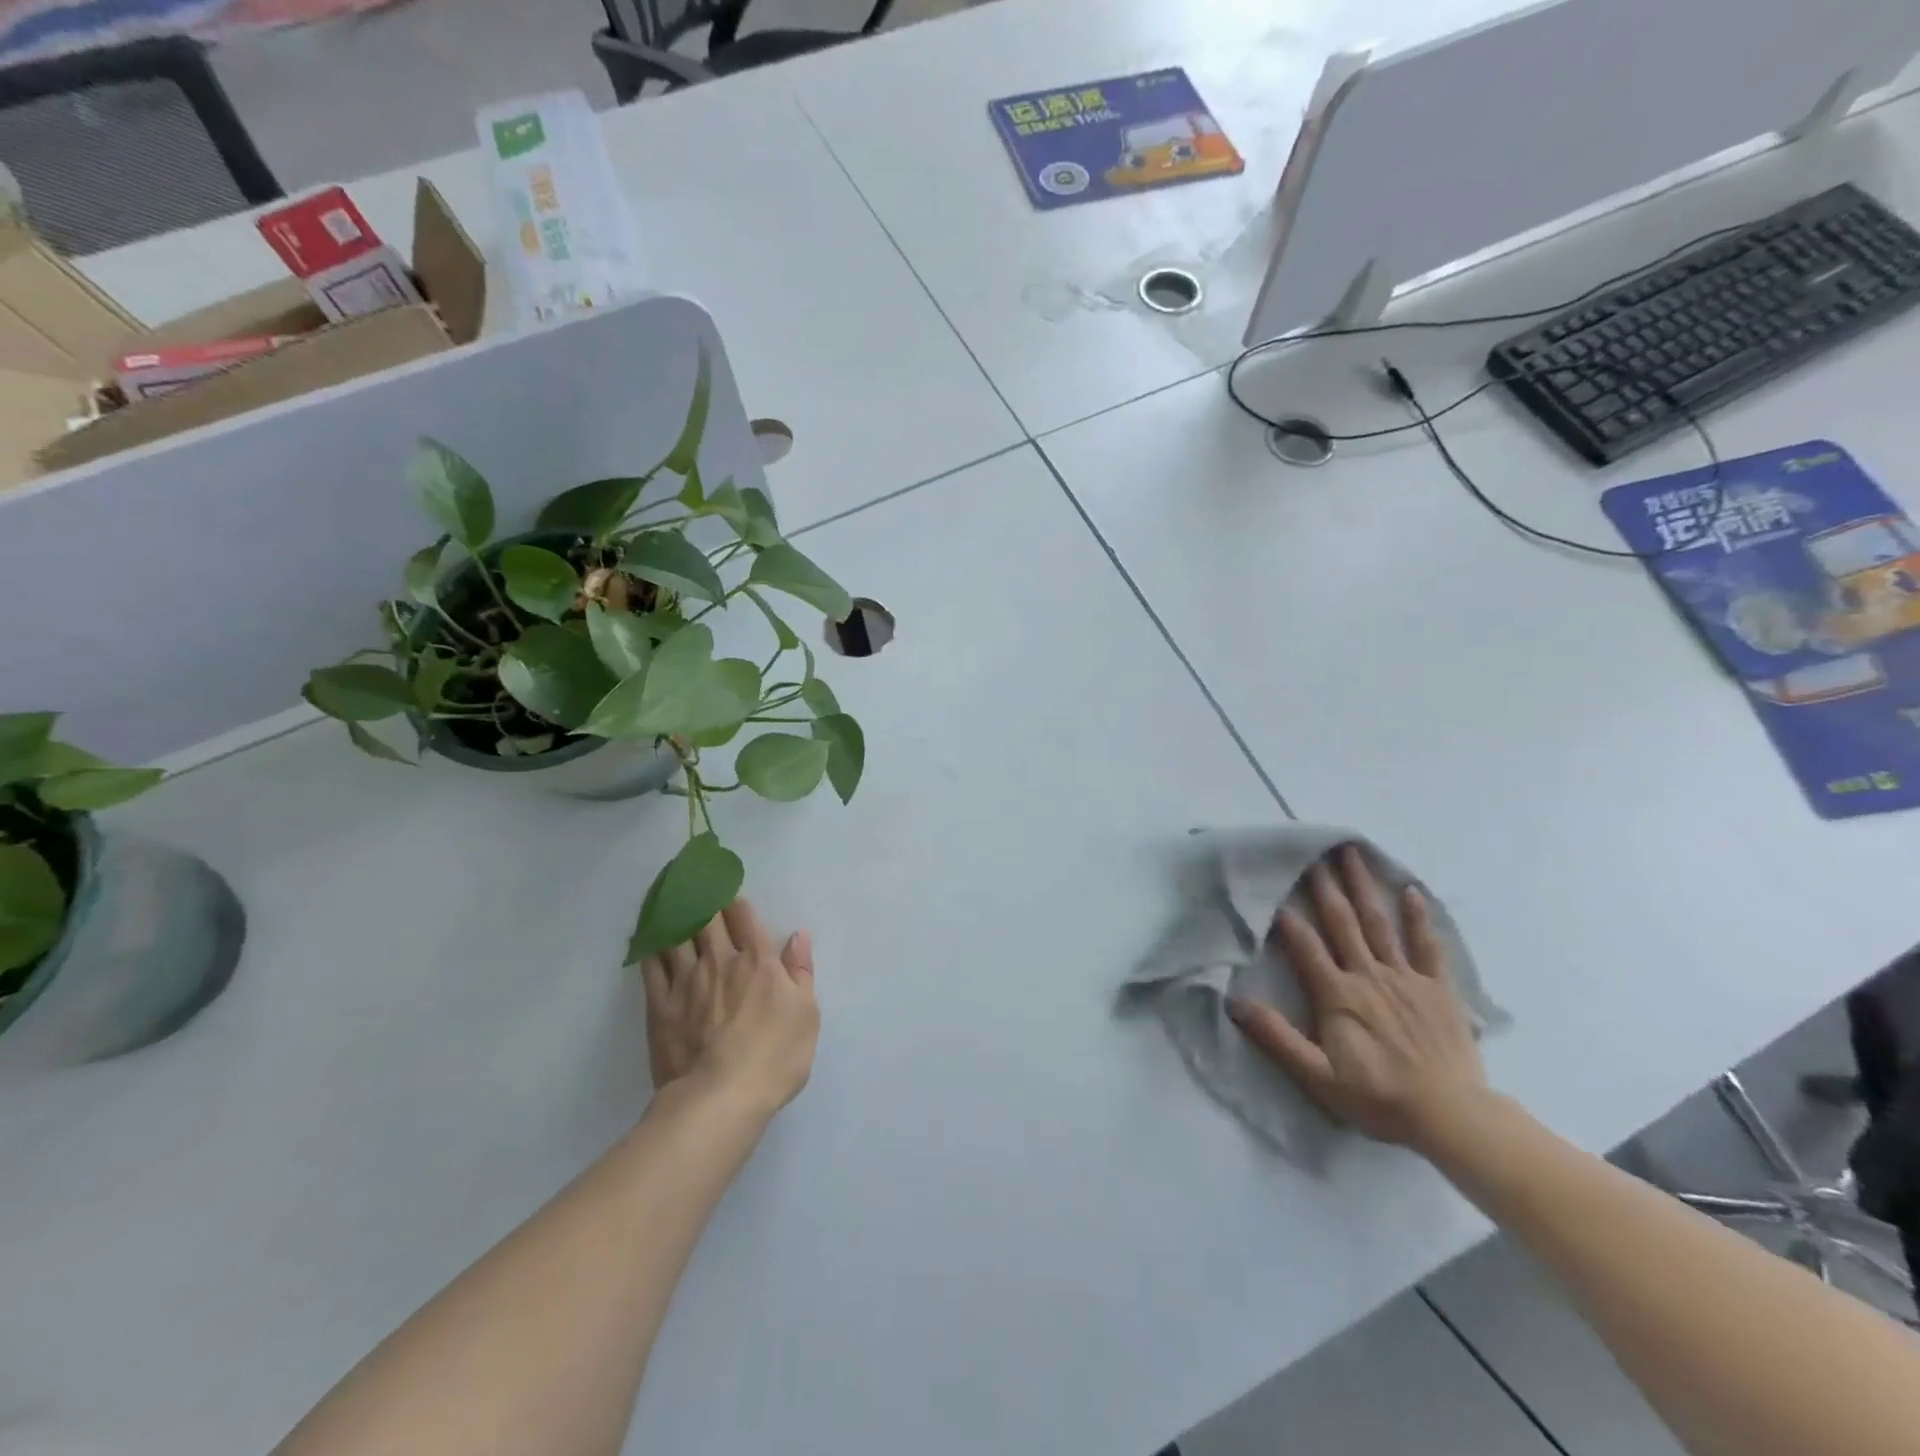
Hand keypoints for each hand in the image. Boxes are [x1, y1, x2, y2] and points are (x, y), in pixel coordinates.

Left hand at [642, 897, 818, 1118]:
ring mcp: (686, 981)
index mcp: (758, 961)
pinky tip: (647, 936)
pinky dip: (650, 945)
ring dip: (671, 910)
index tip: (725, 885)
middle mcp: (720, 960)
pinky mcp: (660, 1006)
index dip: (734, 899)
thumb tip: (798, 935)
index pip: (743, 916)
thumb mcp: (806, 1014)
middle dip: (699, 894)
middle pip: (706, 917)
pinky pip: (651, 966)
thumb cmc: (774, 1057)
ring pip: (676, 934)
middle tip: (690, 875)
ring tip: (665, 893)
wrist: (720, 1099)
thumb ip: (801, 971)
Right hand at [1227, 844, 1488, 1150]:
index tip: (1273, 887)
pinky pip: (1428, 946)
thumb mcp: (1318, 1076)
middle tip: (1314, 852)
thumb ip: (1277, 1038)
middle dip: (1325, 886)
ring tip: (1352, 855)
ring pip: (1379, 923)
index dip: (1287, 917)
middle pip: (1342, 922)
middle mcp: (1368, 975)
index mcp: (1337, 994)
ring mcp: (1406, 978)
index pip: (1305, 945)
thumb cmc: (1379, 1097)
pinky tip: (1412, 891)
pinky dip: (1420, 917)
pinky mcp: (1438, 988)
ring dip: (1364, 887)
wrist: (1451, 1117)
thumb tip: (1236, 1003)